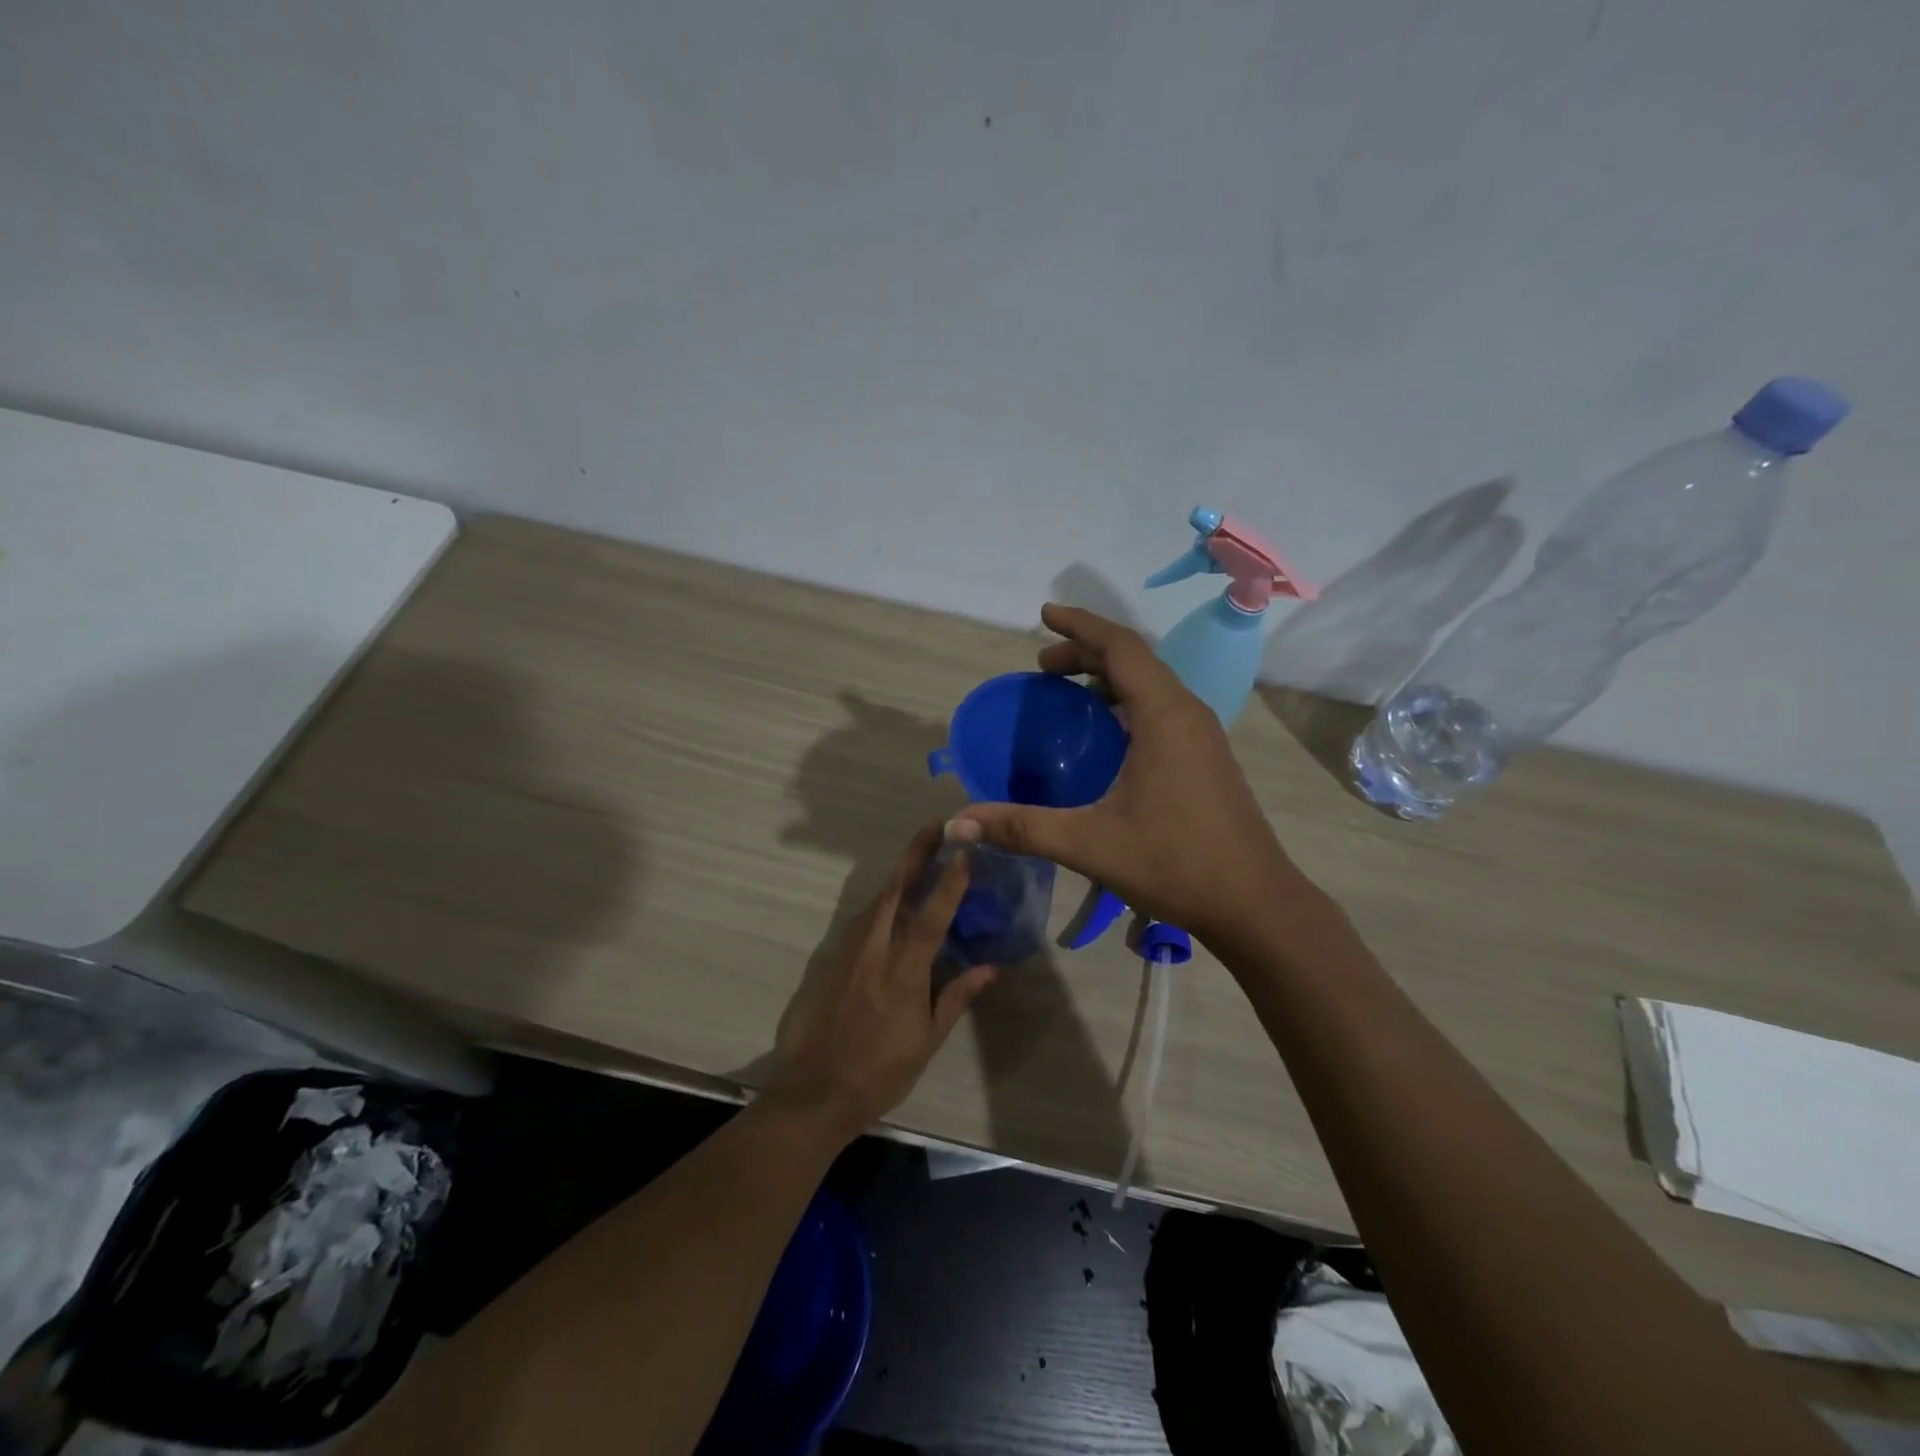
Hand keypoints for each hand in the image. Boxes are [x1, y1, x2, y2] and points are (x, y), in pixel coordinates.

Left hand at [765, 824, 997, 1138]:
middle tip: (937, 826)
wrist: (816, 1089)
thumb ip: (959, 995)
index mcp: (903, 971)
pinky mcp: (832, 957)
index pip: (931, 916)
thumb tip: (995, 968)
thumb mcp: (929, 1039)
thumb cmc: (882, 1070)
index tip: (965, 850)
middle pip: (896, 890)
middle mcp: (874, 950)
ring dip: (900, 874)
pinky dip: (882, 901)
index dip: (949, 881)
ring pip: (877, 900)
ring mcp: (848, 950)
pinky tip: (893, 901)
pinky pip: (862, 919)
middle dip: (916, 853)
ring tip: (921, 854)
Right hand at [948, 604, 1302, 945]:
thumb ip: (1022, 828)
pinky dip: (1127, 701)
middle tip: (1043, 668)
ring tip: (1068, 692)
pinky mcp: (1206, 756)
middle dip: (1086, 652)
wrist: (1254, 903)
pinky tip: (1106, 735)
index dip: (1080, 626)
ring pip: (1151, 683)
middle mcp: (1187, 712)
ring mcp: (1202, 734)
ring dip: (1109, 676)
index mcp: (1164, 716)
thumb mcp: (1090, 844)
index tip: (1044, 615)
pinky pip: (1162, 707)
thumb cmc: (1175, 864)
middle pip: (1135, 660)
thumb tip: (957, 824)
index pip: (1120, 647)